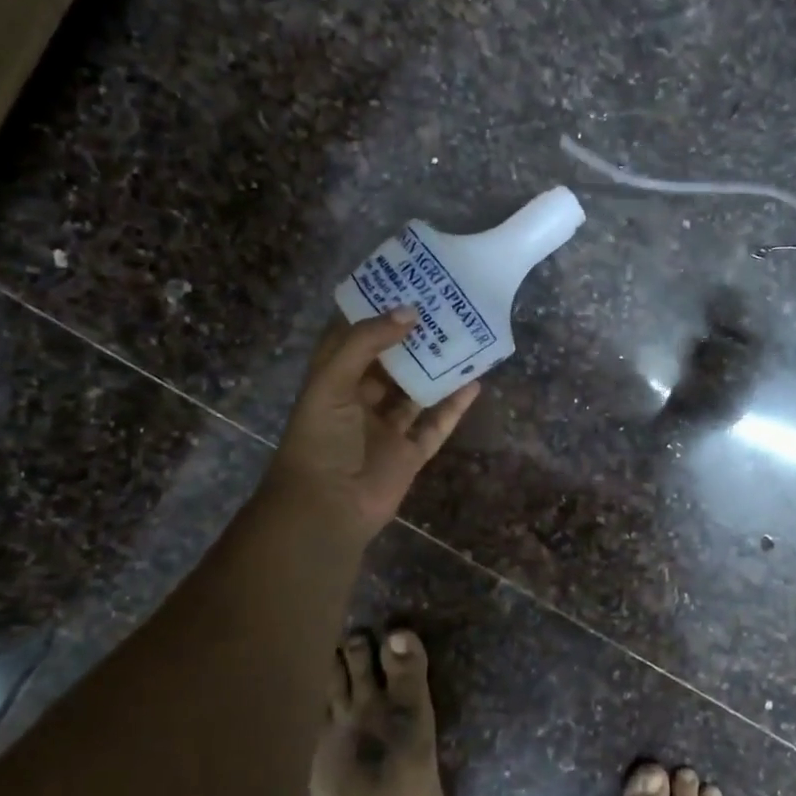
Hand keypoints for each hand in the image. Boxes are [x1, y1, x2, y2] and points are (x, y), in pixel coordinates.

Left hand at [263, 308, 480, 544]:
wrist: (327, 509)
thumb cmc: (321, 440)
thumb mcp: (332, 383)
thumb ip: (366, 344)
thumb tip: (409, 312)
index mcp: (333, 382)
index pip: (351, 339)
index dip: (372, 313)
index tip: (400, 286)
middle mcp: (360, 401)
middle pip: (390, 363)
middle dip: (412, 338)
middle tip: (442, 308)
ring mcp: (386, 428)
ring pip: (416, 392)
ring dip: (436, 369)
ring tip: (464, 339)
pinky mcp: (409, 453)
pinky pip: (435, 424)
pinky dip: (454, 405)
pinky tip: (474, 383)